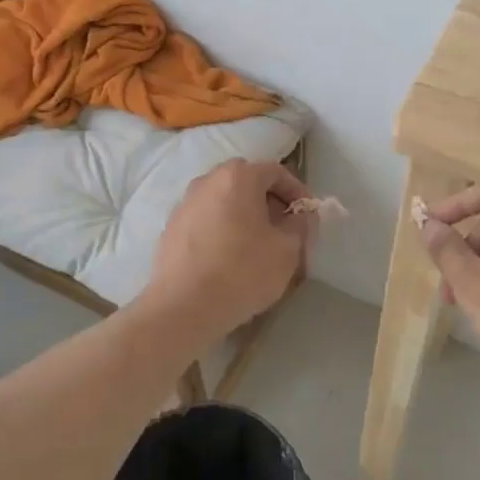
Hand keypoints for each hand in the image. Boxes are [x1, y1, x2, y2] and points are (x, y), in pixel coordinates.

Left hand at [143, 160, 310, 343]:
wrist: (183, 307)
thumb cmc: (242, 272)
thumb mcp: (287, 250)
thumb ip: (299, 225)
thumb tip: (298, 216)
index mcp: (237, 177)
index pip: (276, 171)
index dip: (297, 192)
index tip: (307, 217)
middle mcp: (207, 181)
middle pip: (247, 183)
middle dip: (270, 203)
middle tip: (285, 230)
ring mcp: (184, 204)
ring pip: (224, 202)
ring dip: (245, 216)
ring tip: (259, 246)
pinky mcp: (171, 229)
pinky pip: (206, 220)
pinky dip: (223, 230)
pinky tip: (230, 259)